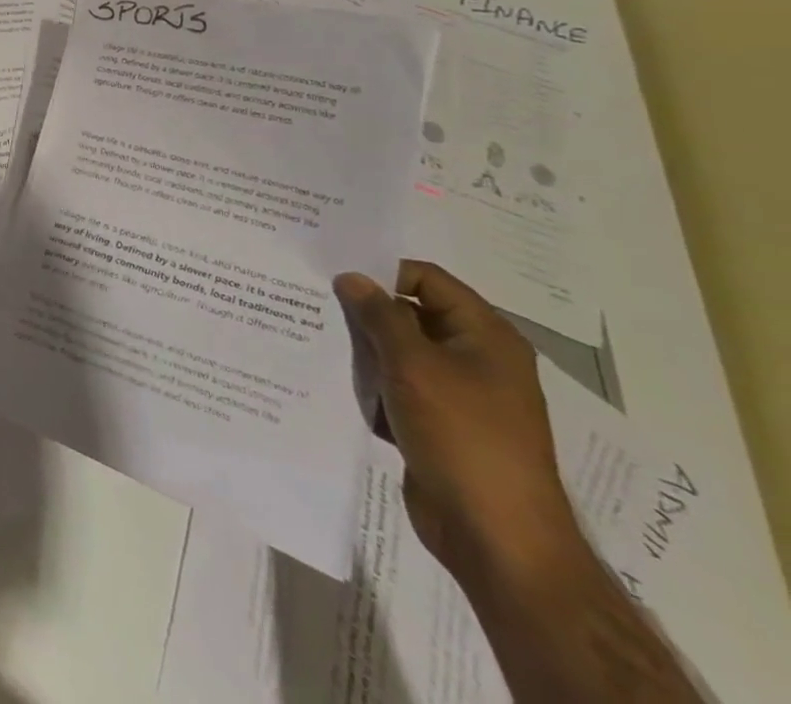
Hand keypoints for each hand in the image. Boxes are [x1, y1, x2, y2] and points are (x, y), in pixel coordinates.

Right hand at [336, 261, 581, 586]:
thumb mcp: (413, 365)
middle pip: (410, 313)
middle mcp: (476, 358)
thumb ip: (379, 315)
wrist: (495, 538)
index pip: (426, 279)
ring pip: (398, 352)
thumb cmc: (462, 436)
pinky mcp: (438, 424)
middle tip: (314, 303)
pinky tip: (337, 383)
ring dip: (364, 351)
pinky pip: (397, 387)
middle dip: (365, 312)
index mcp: (485, 336)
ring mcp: (458, 394)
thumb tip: (352, 277)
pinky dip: (371, 384)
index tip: (332, 274)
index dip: (382, 271)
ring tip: (318, 341)